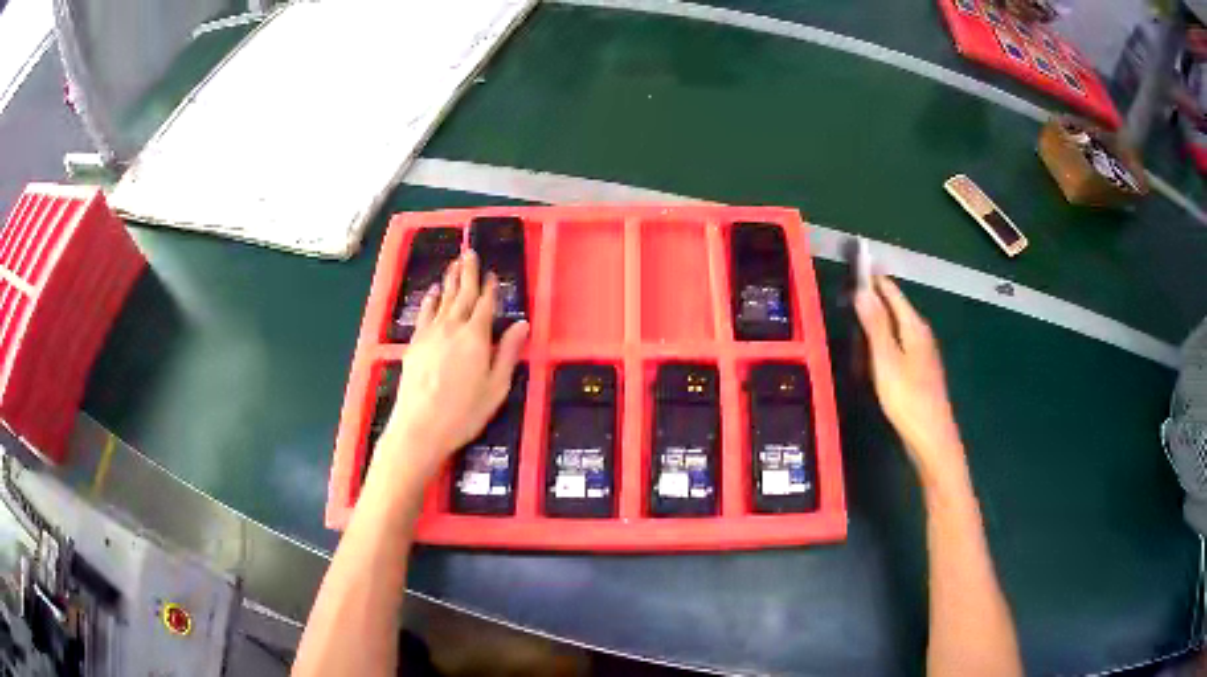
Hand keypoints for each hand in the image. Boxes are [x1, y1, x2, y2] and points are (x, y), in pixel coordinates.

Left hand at [376, 250, 527, 481]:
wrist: (420, 426)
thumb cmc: (464, 412)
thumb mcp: (496, 387)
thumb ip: (507, 353)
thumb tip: (522, 324)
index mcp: (476, 337)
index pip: (485, 305)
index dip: (490, 288)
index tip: (493, 273)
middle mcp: (453, 327)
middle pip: (463, 294)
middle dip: (468, 273)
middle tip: (470, 251)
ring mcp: (431, 333)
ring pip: (443, 299)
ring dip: (450, 280)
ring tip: (454, 263)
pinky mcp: (415, 343)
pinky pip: (425, 313)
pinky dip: (430, 299)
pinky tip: (433, 292)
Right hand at [855, 276, 965, 484]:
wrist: (931, 438)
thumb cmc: (908, 398)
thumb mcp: (886, 360)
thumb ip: (875, 324)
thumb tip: (863, 289)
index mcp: (914, 326)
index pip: (892, 291)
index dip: (873, 279)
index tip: (852, 268)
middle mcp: (921, 334)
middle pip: (896, 307)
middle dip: (873, 298)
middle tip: (847, 295)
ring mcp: (923, 353)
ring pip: (897, 326)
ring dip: (878, 319)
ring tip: (855, 318)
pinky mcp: (920, 370)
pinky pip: (899, 343)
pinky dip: (884, 339)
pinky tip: (874, 352)